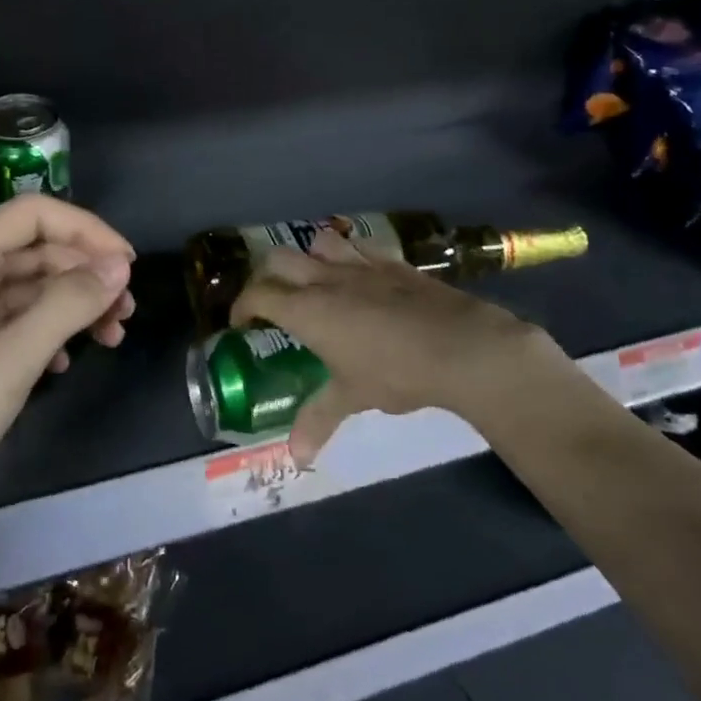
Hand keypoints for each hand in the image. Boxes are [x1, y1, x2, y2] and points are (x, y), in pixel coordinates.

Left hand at [0, 196, 134, 522]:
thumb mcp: (12, 360)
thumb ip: (69, 305)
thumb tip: (120, 266)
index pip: (36, 214)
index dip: (88, 231)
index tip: (127, 266)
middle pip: (37, 249)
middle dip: (86, 274)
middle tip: (126, 313)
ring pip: (31, 285)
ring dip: (73, 305)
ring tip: (111, 337)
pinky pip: (16, 316)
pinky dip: (48, 330)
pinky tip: (64, 363)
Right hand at [230, 230, 573, 466]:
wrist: (458, 345)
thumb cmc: (395, 372)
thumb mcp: (352, 397)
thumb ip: (318, 420)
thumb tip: (296, 458)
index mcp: (307, 309)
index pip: (259, 294)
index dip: (243, 306)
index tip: (242, 323)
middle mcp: (326, 279)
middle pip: (278, 258)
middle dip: (267, 275)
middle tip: (272, 300)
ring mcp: (359, 265)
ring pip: (318, 242)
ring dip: (308, 257)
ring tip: (314, 281)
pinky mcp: (390, 261)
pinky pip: (358, 245)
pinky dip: (347, 254)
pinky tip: (357, 274)